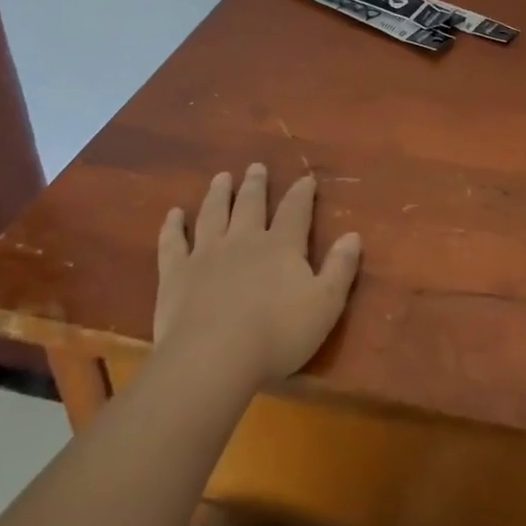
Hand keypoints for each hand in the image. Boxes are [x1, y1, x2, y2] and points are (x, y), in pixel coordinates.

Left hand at [154, 164, 362, 389]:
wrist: (213, 358)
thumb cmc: (277, 334)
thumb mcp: (325, 305)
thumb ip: (340, 268)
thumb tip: (353, 235)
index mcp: (282, 246)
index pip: (295, 211)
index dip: (302, 194)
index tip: (306, 178)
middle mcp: (244, 240)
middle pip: (251, 204)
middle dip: (256, 184)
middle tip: (256, 167)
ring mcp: (206, 253)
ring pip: (214, 214)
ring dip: (219, 194)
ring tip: (221, 178)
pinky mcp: (176, 273)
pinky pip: (173, 242)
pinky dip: (173, 226)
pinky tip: (173, 214)